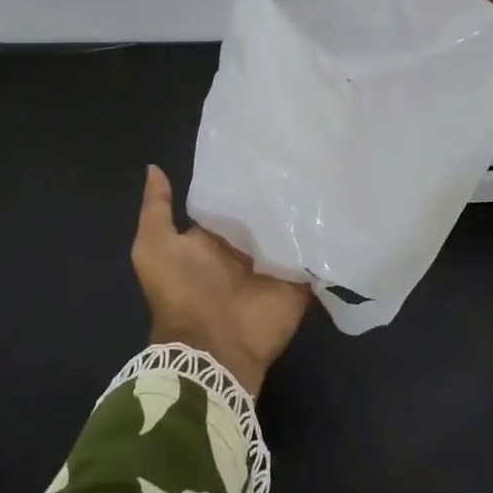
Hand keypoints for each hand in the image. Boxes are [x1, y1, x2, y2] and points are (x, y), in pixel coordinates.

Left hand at [131, 165, 311, 396]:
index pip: (230, 200)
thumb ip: (156, 209)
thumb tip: (154, 168)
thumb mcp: (154, 247)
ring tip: (325, 169)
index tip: (260, 145)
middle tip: (301, 150)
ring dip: (305, 209)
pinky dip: (324, 238)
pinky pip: (315, 255)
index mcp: (214, 238)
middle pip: (265, 212)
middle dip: (279, 188)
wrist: (214, 347)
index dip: (241, 175)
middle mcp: (245, 248)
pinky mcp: (299, 280)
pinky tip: (339, 206)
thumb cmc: (181, 293)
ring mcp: (274, 264)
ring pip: (292, 229)